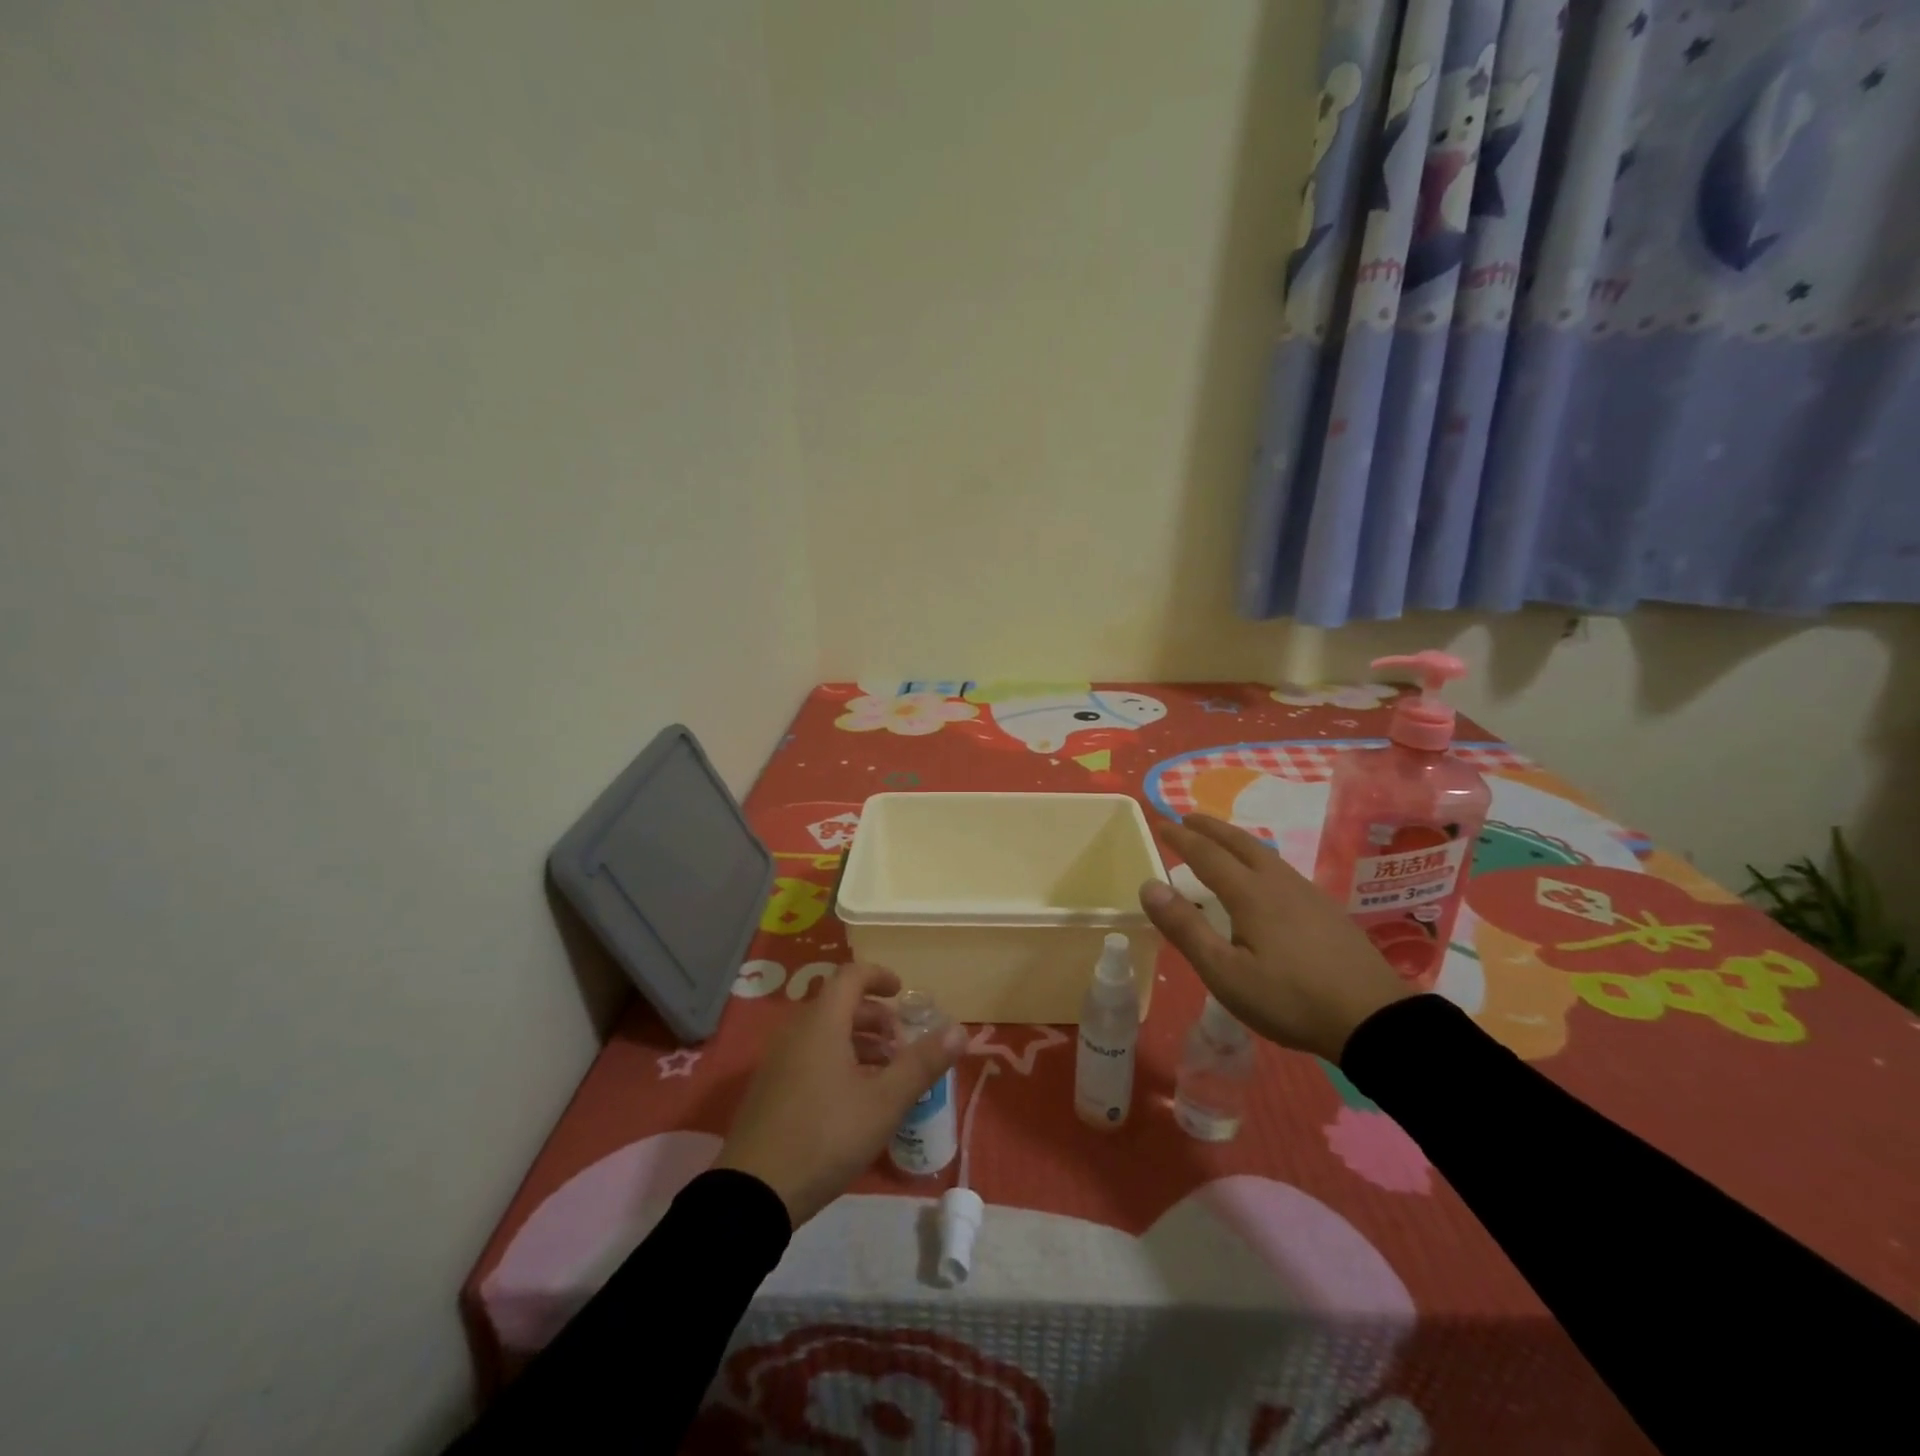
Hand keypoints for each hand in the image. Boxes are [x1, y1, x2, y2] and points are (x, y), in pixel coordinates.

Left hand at [714, 963, 967, 1226]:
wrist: (752, 1194)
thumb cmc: (826, 1136)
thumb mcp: (884, 1102)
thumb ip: (922, 1063)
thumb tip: (959, 1030)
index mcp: (822, 1022)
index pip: (851, 976)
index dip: (879, 976)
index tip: (902, 993)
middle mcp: (796, 1031)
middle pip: (839, 1004)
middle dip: (875, 1017)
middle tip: (901, 1044)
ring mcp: (778, 1060)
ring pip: (824, 1032)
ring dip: (858, 1041)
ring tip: (886, 1072)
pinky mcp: (769, 1089)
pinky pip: (809, 1055)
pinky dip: (837, 1059)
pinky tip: (854, 1098)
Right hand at [1139, 814, 1412, 1061]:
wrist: (1373, 1019)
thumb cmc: (1289, 998)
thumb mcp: (1225, 972)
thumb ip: (1186, 928)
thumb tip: (1150, 885)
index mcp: (1250, 894)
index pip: (1207, 855)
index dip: (1181, 838)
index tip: (1160, 822)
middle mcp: (1278, 883)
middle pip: (1239, 843)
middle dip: (1211, 828)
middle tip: (1188, 818)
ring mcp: (1308, 894)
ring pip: (1265, 854)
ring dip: (1236, 841)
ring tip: (1222, 842)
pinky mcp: (1328, 911)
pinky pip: (1282, 870)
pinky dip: (1259, 859)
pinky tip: (1266, 879)